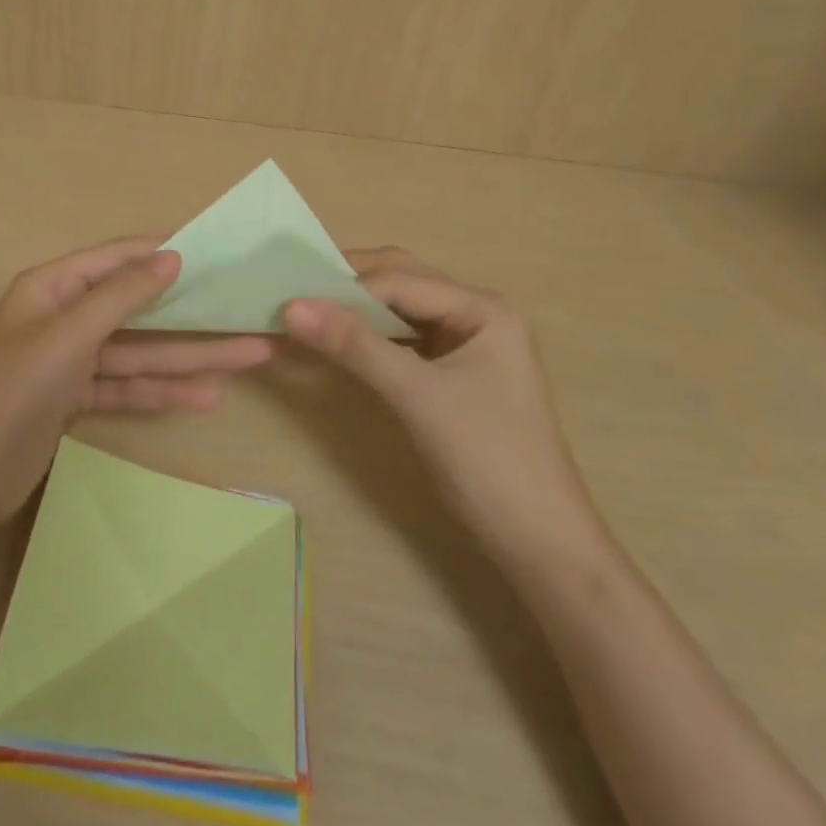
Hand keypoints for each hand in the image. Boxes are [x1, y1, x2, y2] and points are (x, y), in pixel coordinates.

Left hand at [0, 238, 272, 530]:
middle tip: (247, 314)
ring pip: (138, 353)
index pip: (114, 259)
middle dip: (191, 315)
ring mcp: (69, 362)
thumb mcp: (68, 336)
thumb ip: (121, 296)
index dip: (160, 253)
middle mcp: (62, 317)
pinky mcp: (74, 400)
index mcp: (51, 288)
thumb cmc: (11, 392)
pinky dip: (161, 392)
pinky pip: (125, 387)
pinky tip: (207, 396)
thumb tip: (171, 255)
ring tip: (250, 358)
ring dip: (188, 358)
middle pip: (136, 310)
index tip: (212, 251)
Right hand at [283, 248, 599, 567]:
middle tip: (290, 290)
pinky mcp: (449, 372)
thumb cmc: (488, 460)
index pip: (398, 280)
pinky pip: (398, 338)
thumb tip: (291, 306)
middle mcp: (474, 313)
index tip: (286, 294)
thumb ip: (355, 345)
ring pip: (396, 308)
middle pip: (399, 281)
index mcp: (482, 307)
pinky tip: (333, 340)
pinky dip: (364, 335)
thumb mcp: (417, 396)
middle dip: (346, 283)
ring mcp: (463, 343)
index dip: (342, 286)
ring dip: (352, 308)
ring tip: (302, 311)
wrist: (539, 545)